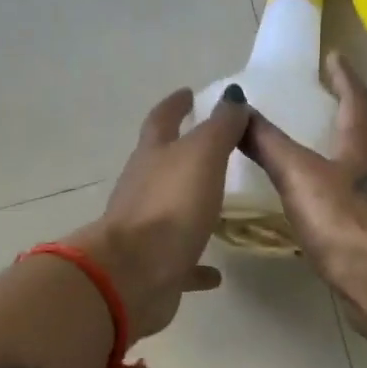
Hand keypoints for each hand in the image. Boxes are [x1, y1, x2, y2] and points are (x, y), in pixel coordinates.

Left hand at [68, 84, 250, 339]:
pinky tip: (216, 273)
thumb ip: (220, 127)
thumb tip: (232, 96)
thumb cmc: (170, 206)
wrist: (134, 274)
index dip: (176, 105)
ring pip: (171, 212)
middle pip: (161, 164)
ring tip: (217, 207)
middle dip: (181, 153)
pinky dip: (197, 264)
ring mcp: (146, 230)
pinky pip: (181, 262)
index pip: (162, 120)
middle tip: (210, 148)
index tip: (188, 93)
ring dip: (190, 207)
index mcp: (152, 156)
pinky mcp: (156, 267)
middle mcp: (143, 189)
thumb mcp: (202, 156)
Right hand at [240, 54, 366, 335]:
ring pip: (364, 168)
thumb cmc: (341, 218)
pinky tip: (322, 208)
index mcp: (364, 144)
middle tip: (324, 110)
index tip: (334, 57)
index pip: (356, 99)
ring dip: (345, 158)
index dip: (343, 76)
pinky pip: (357, 201)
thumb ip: (268, 143)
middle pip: (366, 133)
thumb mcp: (297, 175)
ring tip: (317, 158)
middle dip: (346, 118)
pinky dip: (340, 194)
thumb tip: (239, 107)